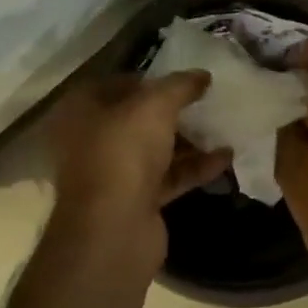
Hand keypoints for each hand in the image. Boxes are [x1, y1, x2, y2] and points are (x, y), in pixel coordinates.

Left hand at [47, 72, 231, 272]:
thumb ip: (180, 86)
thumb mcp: (155, 107)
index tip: (182, 79)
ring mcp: (112, 174)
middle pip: (136, 118)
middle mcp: (91, 141)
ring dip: (188, 140)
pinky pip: (168, 177)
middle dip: (173, 111)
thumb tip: (202, 75)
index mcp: (81, 111)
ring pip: (154, 149)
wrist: (114, 232)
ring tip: (223, 126)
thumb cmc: (123, 154)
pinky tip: (226, 157)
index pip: (115, 84)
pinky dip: (194, 168)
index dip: (149, 79)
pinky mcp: (135, 201)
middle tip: (206, 101)